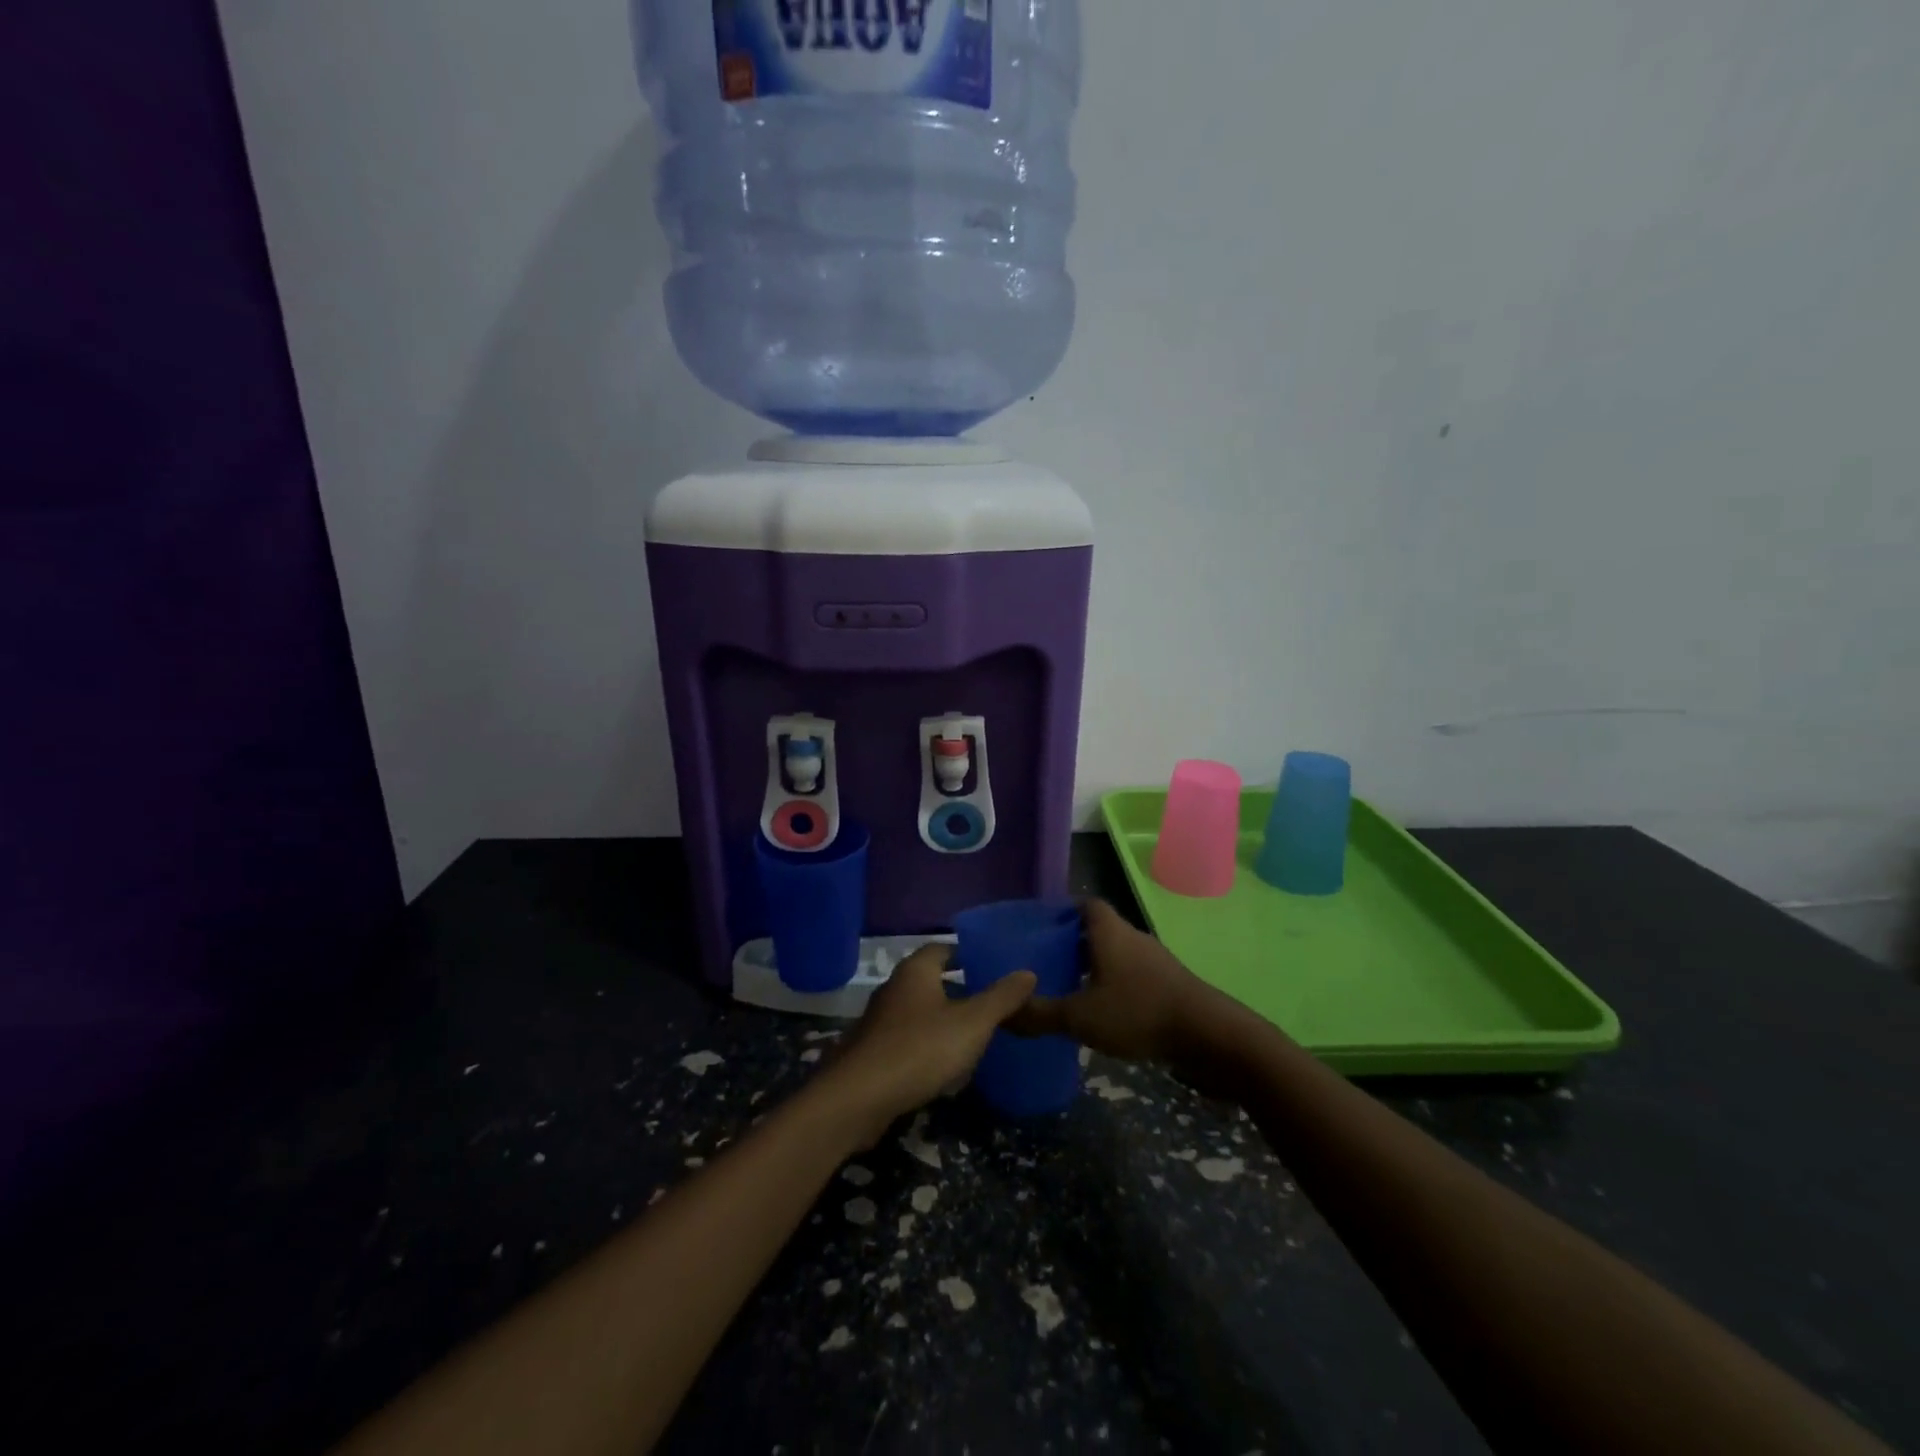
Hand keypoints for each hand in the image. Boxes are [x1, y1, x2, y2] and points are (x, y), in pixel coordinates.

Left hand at [823, 944, 1035, 1140]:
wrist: (859, 1098)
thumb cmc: (920, 1049)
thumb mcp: (972, 1023)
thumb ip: (1001, 998)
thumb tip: (1028, 972)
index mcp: (915, 971)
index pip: (942, 949)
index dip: (965, 954)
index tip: (989, 966)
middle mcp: (894, 988)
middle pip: (929, 980)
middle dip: (957, 989)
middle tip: (988, 1003)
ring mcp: (879, 1022)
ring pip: (918, 1012)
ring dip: (942, 1021)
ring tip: (973, 1036)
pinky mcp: (872, 1053)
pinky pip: (907, 1041)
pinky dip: (926, 1047)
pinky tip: (944, 1068)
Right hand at [1007, 901, 1245, 1070]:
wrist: (1209, 1036)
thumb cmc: (1139, 1012)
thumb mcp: (1080, 1017)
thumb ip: (1039, 1014)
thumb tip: (1001, 1012)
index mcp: (1110, 932)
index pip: (1085, 904)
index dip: (1063, 912)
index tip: (1040, 929)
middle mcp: (1132, 938)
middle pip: (1099, 930)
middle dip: (1073, 943)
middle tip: (1045, 963)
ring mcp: (1154, 962)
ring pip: (1117, 955)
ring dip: (1095, 968)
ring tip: (1069, 989)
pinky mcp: (1169, 986)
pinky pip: (1133, 977)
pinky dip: (1115, 987)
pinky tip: (1102, 1013)